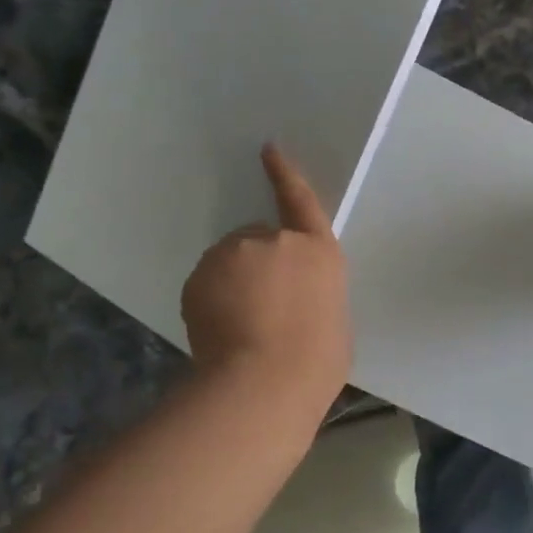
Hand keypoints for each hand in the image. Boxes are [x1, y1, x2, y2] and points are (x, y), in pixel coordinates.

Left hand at [181, 144, 352, 407]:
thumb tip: (295, 301)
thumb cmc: (317, 361)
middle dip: (260, 266)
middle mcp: (274, 242)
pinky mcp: (199, 277)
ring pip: (231, 263)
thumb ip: (314, 294)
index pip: (300, 201)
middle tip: (265, 310)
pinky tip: (221, 332)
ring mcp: (232, 256)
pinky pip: (208, 284)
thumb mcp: (333, 320)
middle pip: (261, 241)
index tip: (268, 150)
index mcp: (318, 251)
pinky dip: (212, 301)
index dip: (285, 174)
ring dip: (235, 284)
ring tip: (243, 327)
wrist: (265, 382)